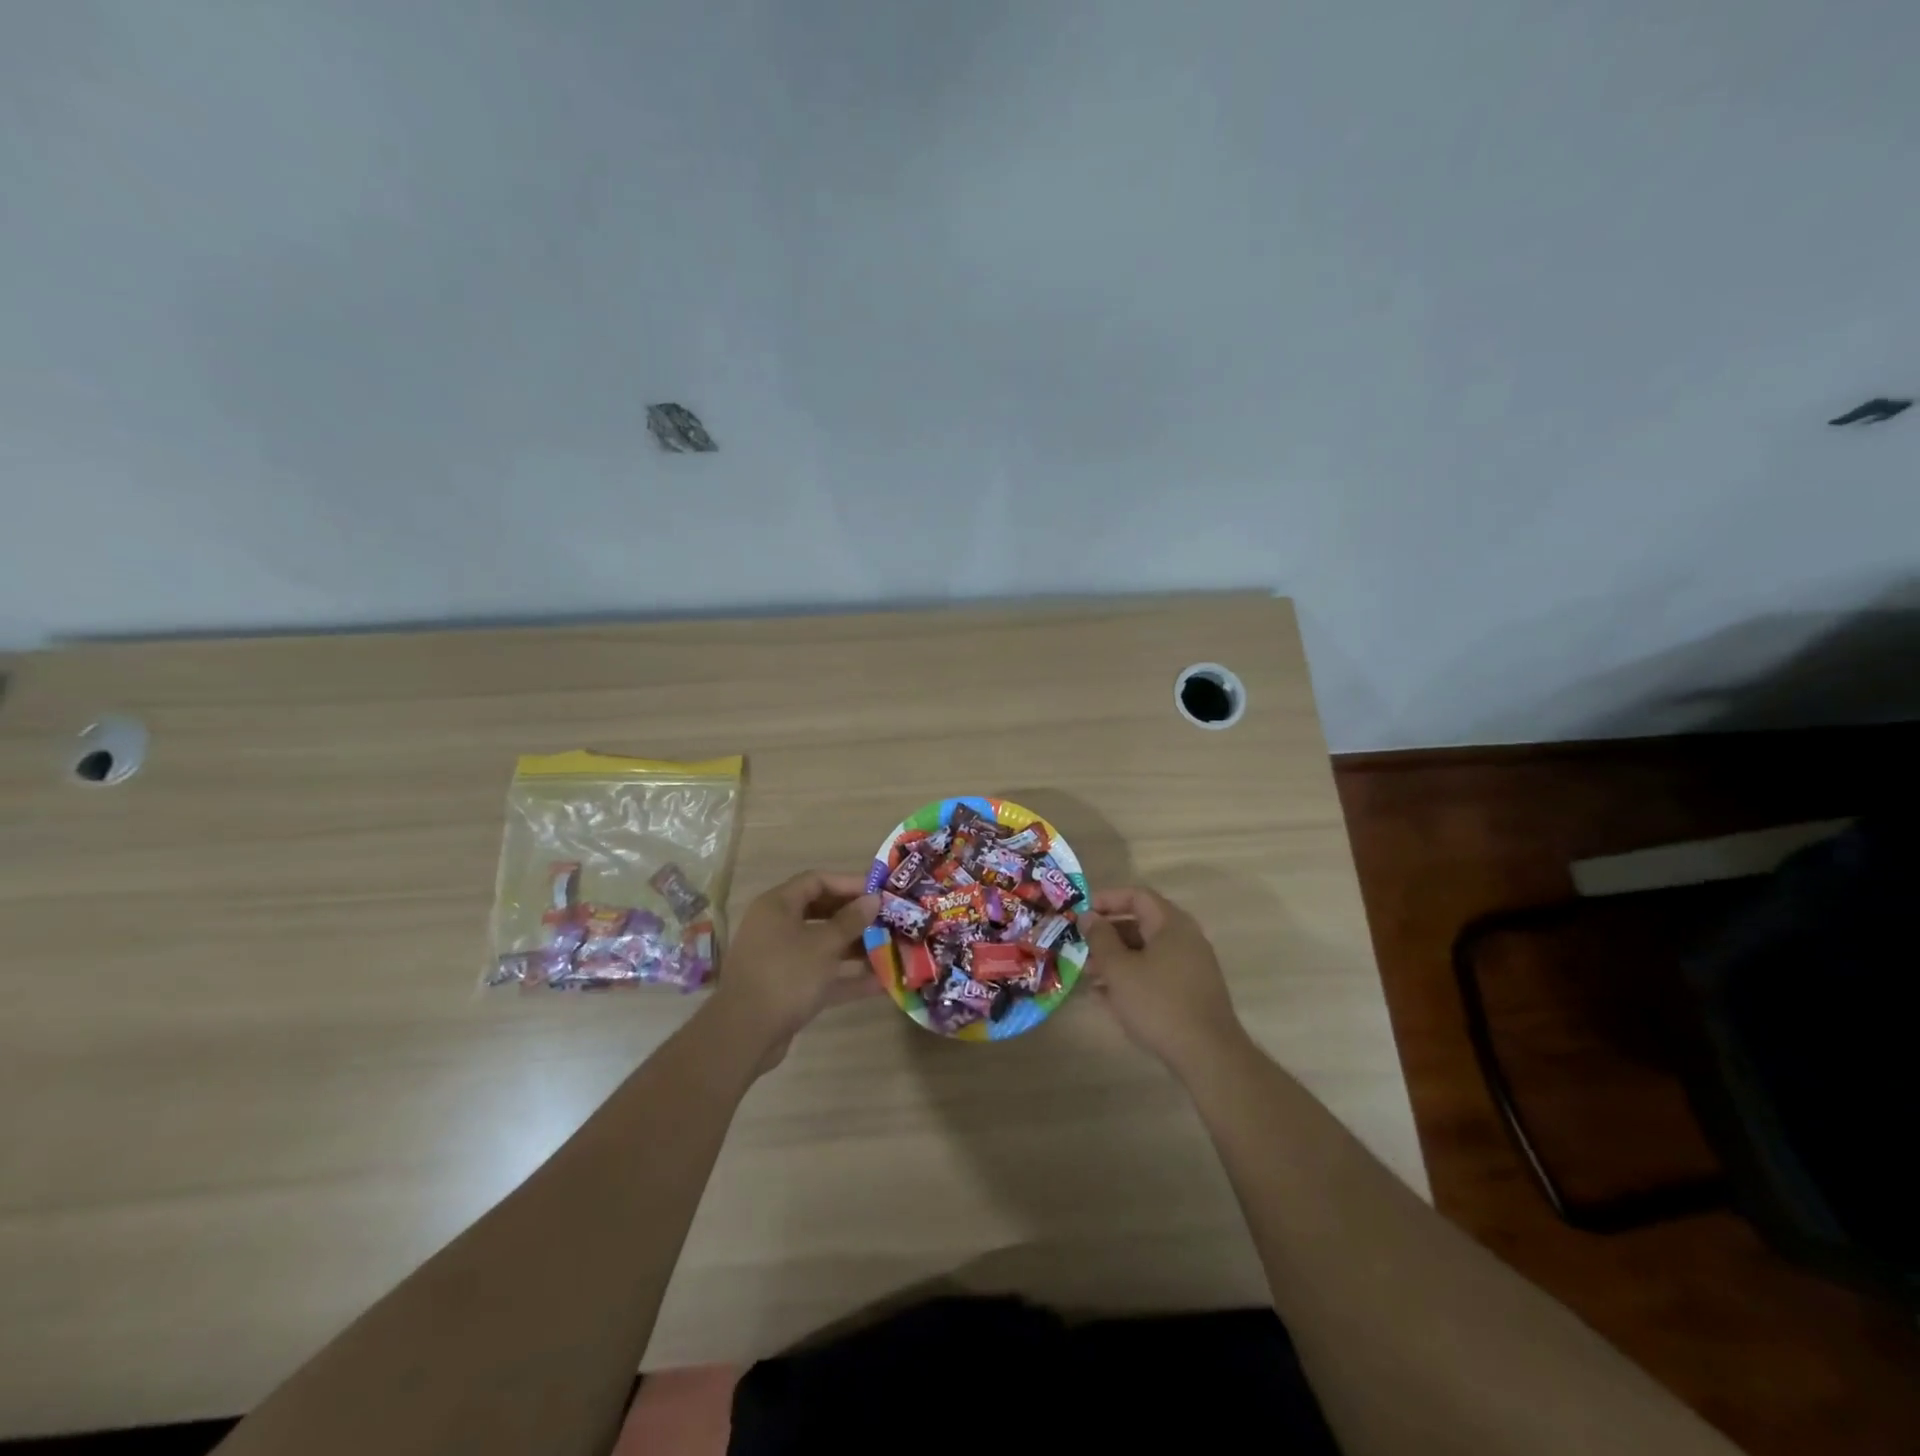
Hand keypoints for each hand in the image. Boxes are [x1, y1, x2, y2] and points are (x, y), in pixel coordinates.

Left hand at [709, 871, 880, 1067]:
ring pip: (823, 945)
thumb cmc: (786, 975)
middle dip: (856, 917)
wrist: (744, 1035)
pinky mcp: (787, 988)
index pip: (817, 881)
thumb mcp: (824, 945)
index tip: (879, 892)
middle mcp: (777, 927)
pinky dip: (846, 977)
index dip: (849, 883)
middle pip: (821, 912)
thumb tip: (873, 899)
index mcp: (778, 905)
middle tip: (888, 920)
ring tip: (890, 950)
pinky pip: (821, 974)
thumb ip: (851, 921)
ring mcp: (781, 959)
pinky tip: (880, 984)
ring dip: (855, 948)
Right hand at [1078, 886, 1245, 1075]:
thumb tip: (1088, 916)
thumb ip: (1100, 938)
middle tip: (1081, 946)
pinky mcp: (1191, 991)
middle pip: (1141, 923)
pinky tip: (1107, 996)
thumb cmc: (1158, 1003)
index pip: (1137, 896)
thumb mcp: (1119, 969)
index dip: (1106, 899)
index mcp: (1171, 924)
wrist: (1208, 1055)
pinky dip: (1132, 977)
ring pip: (1146, 951)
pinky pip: (1156, 973)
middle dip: (1107, 934)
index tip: (1081, 913)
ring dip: (1116, 958)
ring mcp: (1191, 966)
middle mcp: (1185, 938)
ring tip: (1089, 974)